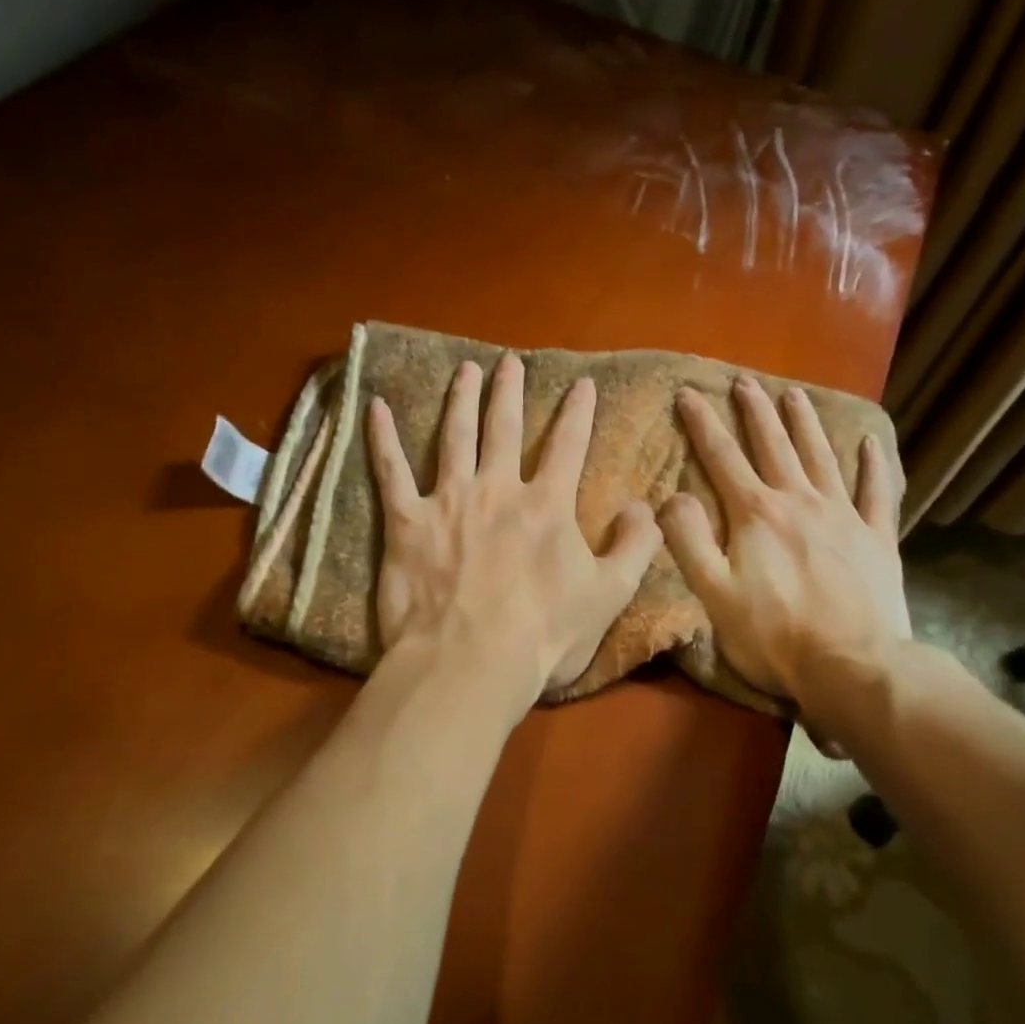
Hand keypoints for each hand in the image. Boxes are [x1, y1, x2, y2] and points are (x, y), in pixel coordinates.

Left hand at [366, 354, 662, 705]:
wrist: (470, 662)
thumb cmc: (544, 635)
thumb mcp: (609, 595)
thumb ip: (634, 546)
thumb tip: (648, 507)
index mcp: (546, 505)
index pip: (568, 446)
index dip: (578, 412)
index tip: (582, 383)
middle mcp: (497, 489)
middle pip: (504, 428)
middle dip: (510, 392)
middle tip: (509, 362)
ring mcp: (448, 500)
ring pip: (454, 436)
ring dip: (460, 399)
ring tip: (465, 370)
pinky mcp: (406, 521)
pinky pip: (391, 471)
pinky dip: (382, 438)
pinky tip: (376, 407)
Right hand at [661, 376, 910, 706]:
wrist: (854, 667)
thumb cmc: (774, 635)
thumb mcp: (713, 593)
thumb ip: (689, 540)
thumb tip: (673, 496)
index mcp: (757, 515)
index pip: (722, 458)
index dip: (703, 423)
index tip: (688, 393)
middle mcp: (800, 502)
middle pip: (774, 446)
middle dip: (756, 412)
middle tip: (745, 382)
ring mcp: (844, 517)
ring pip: (821, 457)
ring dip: (805, 424)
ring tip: (794, 395)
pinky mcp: (877, 539)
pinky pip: (876, 492)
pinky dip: (873, 465)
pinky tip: (869, 443)